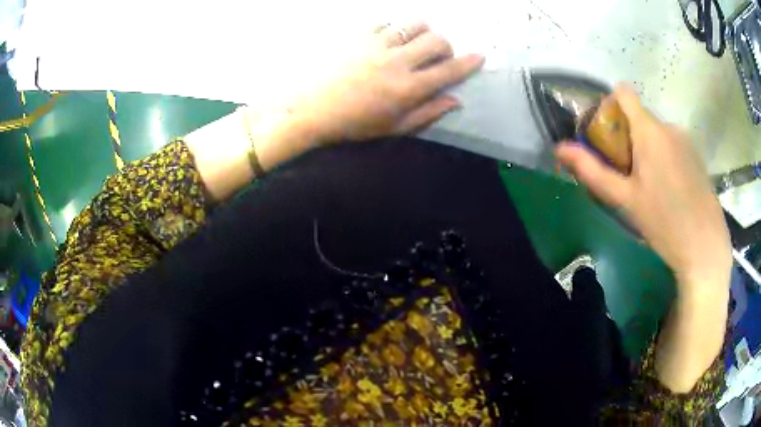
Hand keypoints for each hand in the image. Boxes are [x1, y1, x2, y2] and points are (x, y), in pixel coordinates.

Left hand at [285, 22, 484, 142]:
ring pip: (414, 24)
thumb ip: (428, 113)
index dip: (469, 62)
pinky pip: (387, 22)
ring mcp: (378, 45)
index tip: (480, 56)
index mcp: (409, 89)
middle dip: (446, 46)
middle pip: (437, 40)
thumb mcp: (394, 127)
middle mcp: (398, 62)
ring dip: (423, 31)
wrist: (311, 109)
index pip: (449, 70)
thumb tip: (455, 100)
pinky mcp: (359, 35)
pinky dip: (395, 28)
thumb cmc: (354, 124)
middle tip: (438, 56)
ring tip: (415, 42)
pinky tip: (389, 40)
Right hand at [556, 86, 731, 293]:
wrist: (705, 247)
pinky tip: (670, 191)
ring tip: (649, 188)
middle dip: (627, 137)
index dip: (610, 107)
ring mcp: (686, 140)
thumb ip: (593, 171)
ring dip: (647, 149)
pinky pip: (672, 145)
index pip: (624, 94)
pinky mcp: (696, 156)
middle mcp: (669, 126)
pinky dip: (664, 158)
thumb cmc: (664, 223)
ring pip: (657, 133)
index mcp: (649, 131)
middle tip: (626, 175)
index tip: (606, 136)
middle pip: (640, 117)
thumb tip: (559, 148)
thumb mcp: (625, 200)